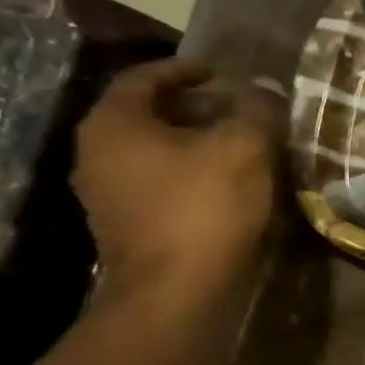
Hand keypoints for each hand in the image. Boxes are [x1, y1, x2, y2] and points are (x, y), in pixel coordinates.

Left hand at [73, 59, 285, 299]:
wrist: (177, 294)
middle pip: (148, 116)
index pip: (144, 78)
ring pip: (155, 153)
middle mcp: (99, 155)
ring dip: (196, 144)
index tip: (220, 73)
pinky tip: (230, 185)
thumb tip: (265, 88)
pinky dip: (192, 175)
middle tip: (239, 111)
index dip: (184, 70)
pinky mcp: (129, 229)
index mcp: (115, 125)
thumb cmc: (204, 207)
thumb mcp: (244, 147)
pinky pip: (160, 185)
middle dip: (195, 109)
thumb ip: (256, 110)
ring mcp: (108, 196)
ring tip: (242, 147)